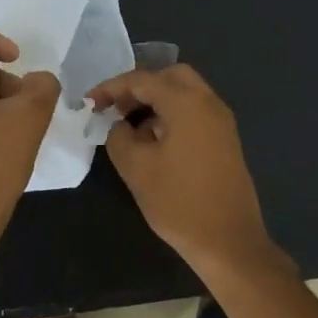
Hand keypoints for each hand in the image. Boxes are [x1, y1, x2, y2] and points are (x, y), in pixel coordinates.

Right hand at [86, 64, 276, 272]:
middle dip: (139, 87)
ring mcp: (222, 121)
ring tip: (130, 126)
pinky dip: (172, 114)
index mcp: (187, 103)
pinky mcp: (225, 140)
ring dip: (156, 100)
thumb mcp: (136, 168)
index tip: (89, 103)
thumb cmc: (179, 202)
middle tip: (115, 108)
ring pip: (185, 93)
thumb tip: (120, 125)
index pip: (143, 80)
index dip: (112, 87)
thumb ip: (119, 137)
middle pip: (171, 76)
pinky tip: (154, 140)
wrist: (228, 241)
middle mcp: (209, 103)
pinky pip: (195, 112)